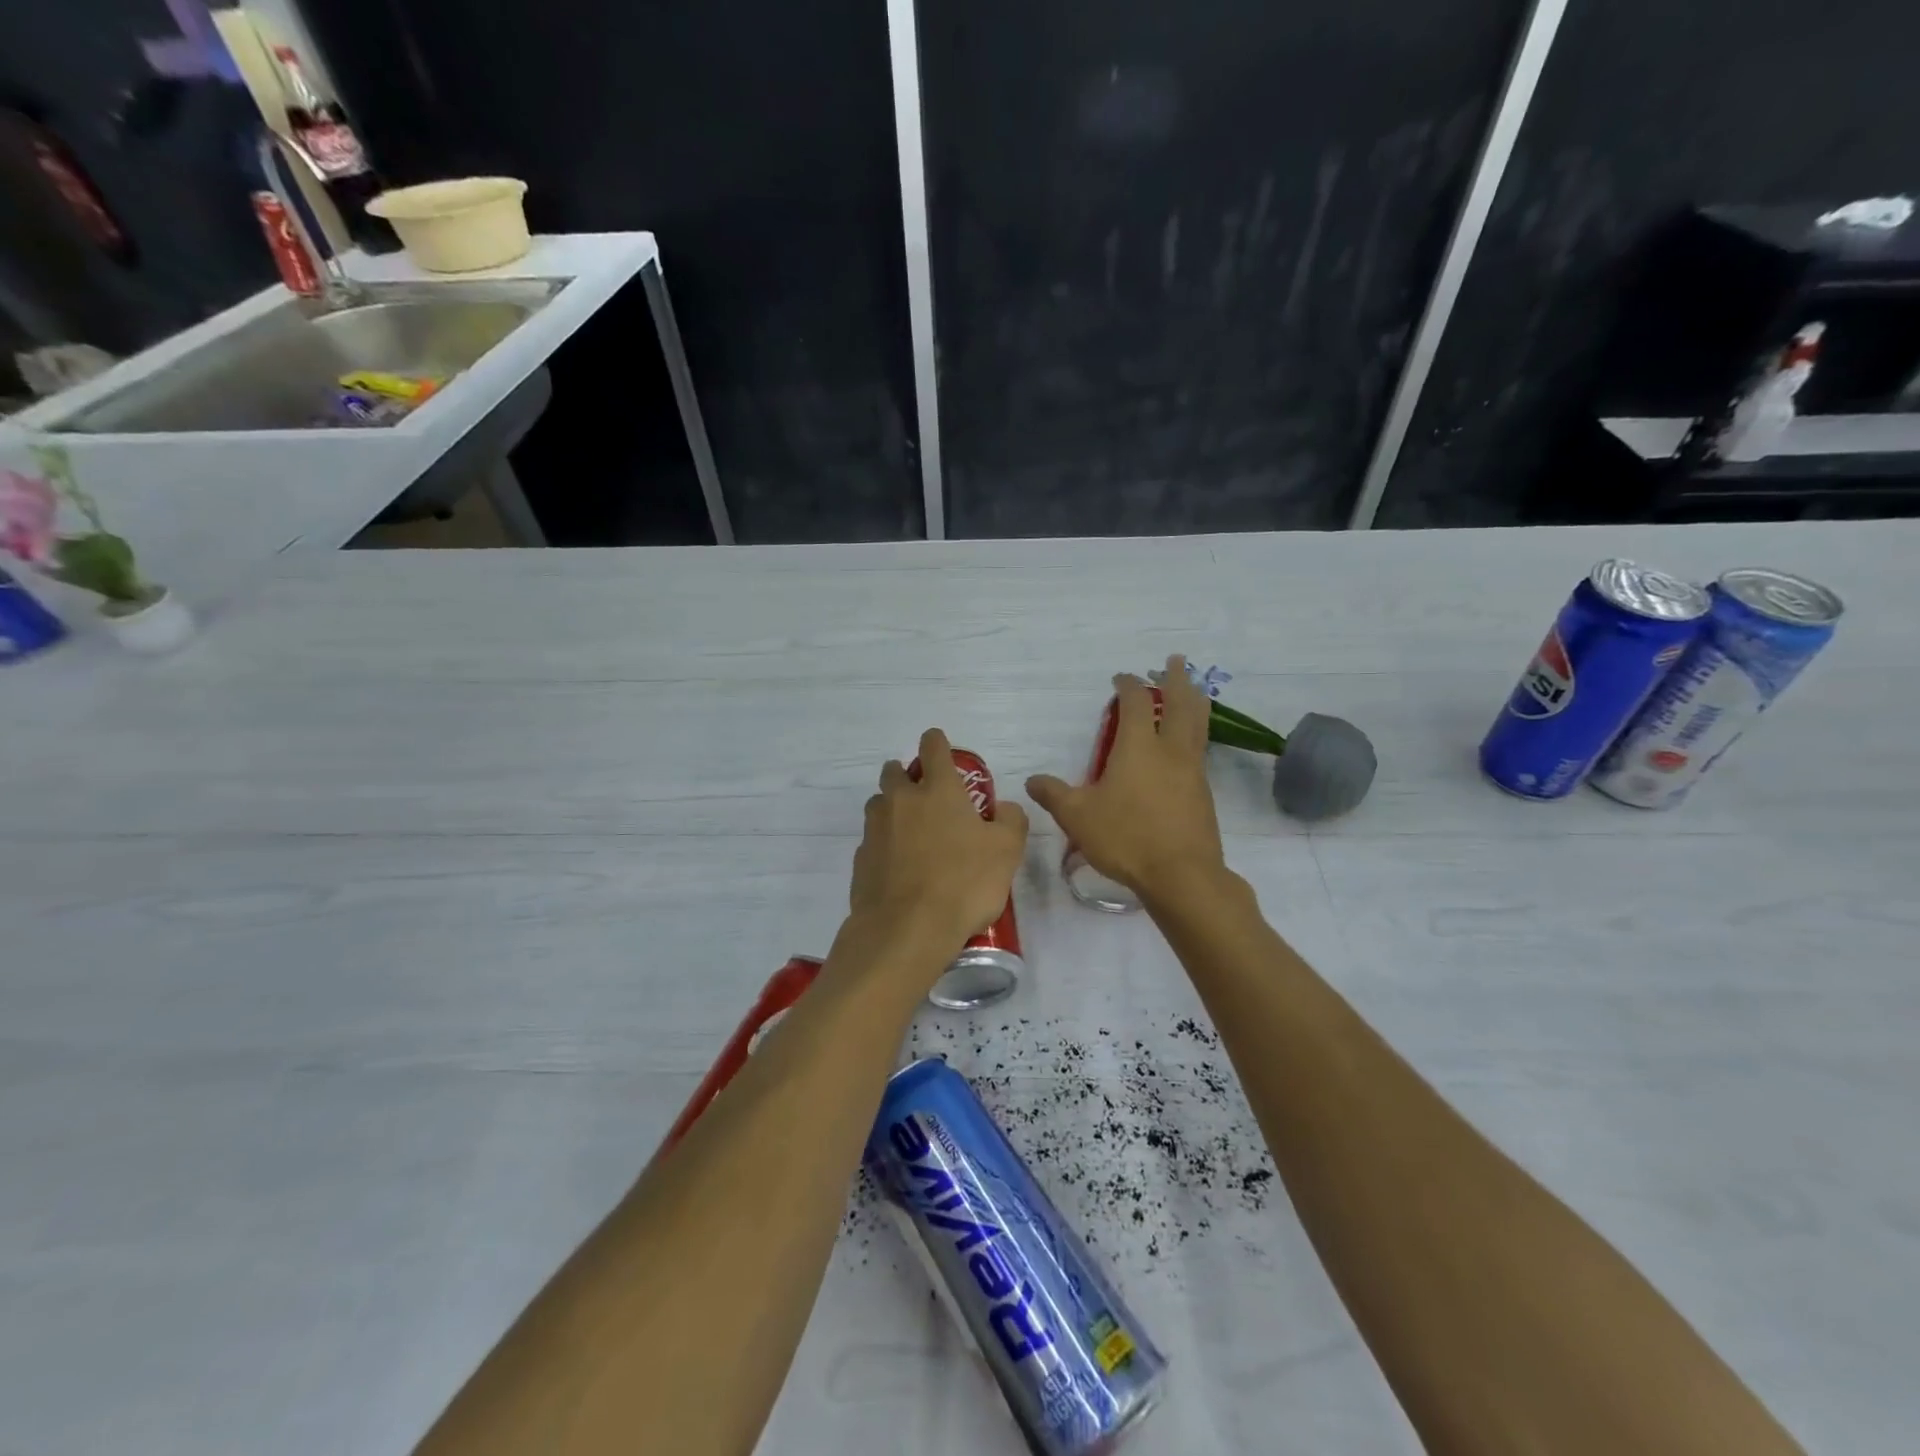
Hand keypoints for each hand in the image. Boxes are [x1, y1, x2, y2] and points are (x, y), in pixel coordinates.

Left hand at [851, 728, 1029, 953]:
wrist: (906, 929)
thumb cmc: (964, 882)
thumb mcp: (1007, 851)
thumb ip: (1010, 820)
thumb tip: (1002, 808)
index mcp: (938, 790)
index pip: (933, 747)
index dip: (937, 742)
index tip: (938, 744)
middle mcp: (901, 801)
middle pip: (894, 771)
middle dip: (906, 774)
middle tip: (924, 793)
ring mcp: (875, 829)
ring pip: (878, 804)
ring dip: (892, 808)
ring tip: (911, 832)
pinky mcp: (861, 860)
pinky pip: (872, 840)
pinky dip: (884, 845)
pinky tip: (899, 867)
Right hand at [1027, 656, 1225, 901]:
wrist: (1182, 875)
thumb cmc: (1126, 838)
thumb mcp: (1077, 816)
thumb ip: (1054, 794)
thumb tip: (1032, 781)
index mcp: (1138, 747)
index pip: (1136, 702)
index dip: (1129, 685)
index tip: (1121, 678)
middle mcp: (1170, 750)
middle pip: (1180, 703)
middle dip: (1176, 679)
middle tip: (1175, 660)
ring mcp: (1192, 770)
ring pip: (1198, 724)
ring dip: (1194, 701)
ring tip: (1194, 690)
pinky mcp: (1203, 793)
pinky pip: (1200, 750)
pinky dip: (1196, 733)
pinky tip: (1189, 744)